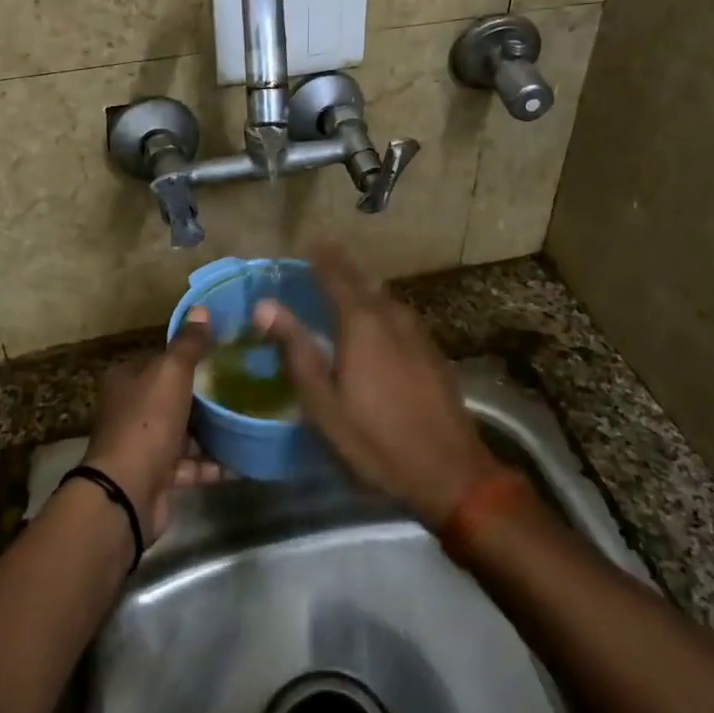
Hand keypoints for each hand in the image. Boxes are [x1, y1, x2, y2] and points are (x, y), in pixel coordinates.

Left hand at [82, 308, 224, 540]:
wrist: (127, 493)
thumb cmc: (147, 421)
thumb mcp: (170, 373)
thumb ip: (188, 344)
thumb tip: (201, 309)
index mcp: (127, 379)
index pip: (161, 359)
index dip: (190, 354)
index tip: (224, 351)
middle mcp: (131, 410)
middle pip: (175, 395)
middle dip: (206, 393)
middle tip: (245, 383)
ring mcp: (145, 445)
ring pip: (186, 431)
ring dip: (214, 429)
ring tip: (251, 417)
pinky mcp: (160, 476)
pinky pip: (194, 464)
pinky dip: (216, 463)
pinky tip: (247, 457)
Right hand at [257, 245, 499, 531]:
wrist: (448, 470)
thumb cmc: (374, 438)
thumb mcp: (322, 401)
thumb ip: (295, 348)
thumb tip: (265, 305)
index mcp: (361, 322)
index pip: (336, 276)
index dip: (322, 258)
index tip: (310, 242)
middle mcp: (391, 316)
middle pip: (363, 282)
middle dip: (342, 268)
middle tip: (323, 258)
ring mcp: (418, 333)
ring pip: (384, 299)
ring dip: (363, 289)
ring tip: (345, 289)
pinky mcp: (432, 352)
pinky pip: (399, 318)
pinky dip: (381, 311)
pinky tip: (376, 327)